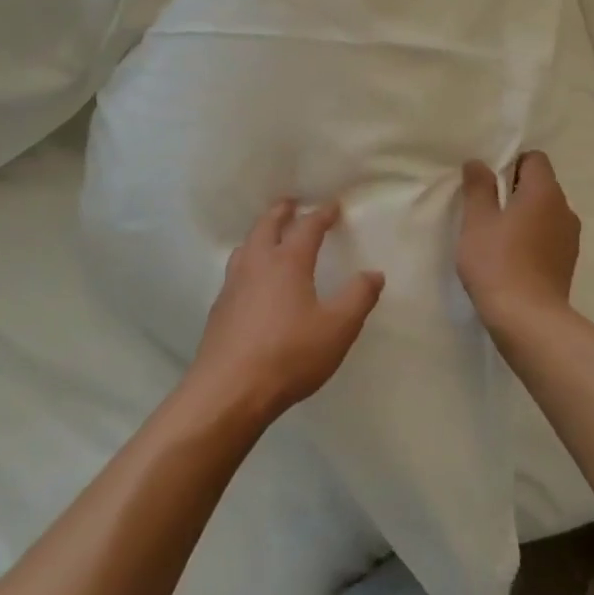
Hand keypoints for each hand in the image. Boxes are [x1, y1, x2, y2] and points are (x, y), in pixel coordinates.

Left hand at [189, 198, 384, 423]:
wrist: (229, 390)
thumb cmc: (289, 354)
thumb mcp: (337, 329)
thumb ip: (358, 298)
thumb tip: (374, 273)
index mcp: (287, 262)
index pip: (307, 228)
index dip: (322, 215)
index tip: (332, 205)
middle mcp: (257, 264)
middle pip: (267, 226)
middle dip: (282, 212)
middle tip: (291, 204)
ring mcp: (233, 286)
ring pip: (246, 246)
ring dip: (260, 234)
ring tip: (268, 236)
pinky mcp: (219, 309)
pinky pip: (235, 271)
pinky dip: (247, 261)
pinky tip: (251, 281)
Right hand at [457, 151, 579, 332]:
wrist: (528, 319)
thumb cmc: (497, 262)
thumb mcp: (477, 221)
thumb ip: (478, 187)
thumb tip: (478, 163)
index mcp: (545, 192)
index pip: (535, 159)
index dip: (511, 163)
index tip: (488, 183)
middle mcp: (564, 209)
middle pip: (541, 185)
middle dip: (515, 191)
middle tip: (486, 209)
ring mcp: (570, 238)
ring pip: (546, 213)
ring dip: (525, 216)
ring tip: (498, 236)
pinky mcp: (567, 263)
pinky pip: (549, 237)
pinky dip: (533, 238)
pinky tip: (512, 258)